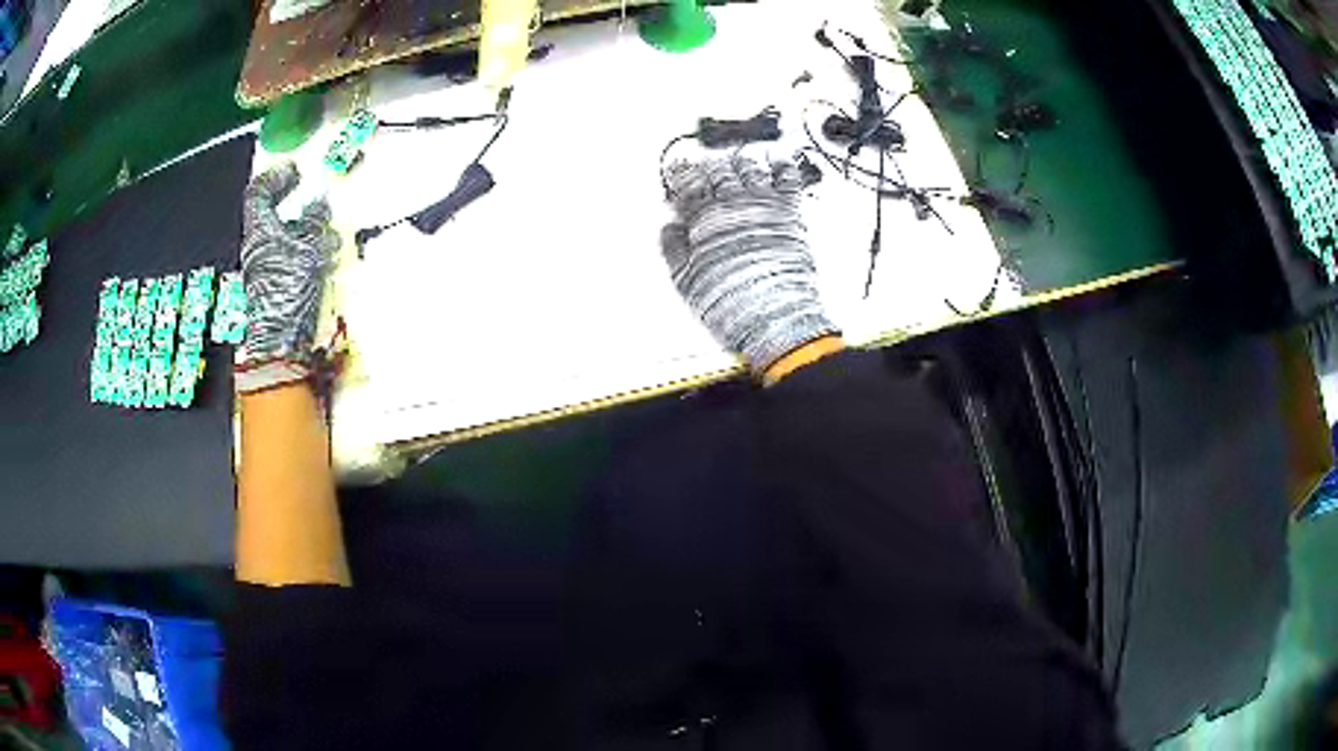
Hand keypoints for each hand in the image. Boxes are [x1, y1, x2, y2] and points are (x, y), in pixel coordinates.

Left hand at [235, 162, 340, 393]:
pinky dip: (304, 258)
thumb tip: (319, 201)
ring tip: (328, 240)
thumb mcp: (308, 250)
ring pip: (281, 244)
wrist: (277, 348)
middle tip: (315, 207)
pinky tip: (322, 265)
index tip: (295, 172)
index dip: (275, 178)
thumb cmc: (287, 292)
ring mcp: (262, 275)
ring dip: (304, 237)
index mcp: (259, 234)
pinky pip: (287, 265)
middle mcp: (255, 251)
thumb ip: (315, 224)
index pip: (258, 194)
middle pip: (271, 220)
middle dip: (294, 211)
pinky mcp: (272, 295)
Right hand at [661, 156, 838, 374]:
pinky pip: (787, 177)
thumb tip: (669, 228)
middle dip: (710, 168)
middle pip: (718, 171)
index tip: (678, 172)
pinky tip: (777, 158)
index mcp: (705, 217)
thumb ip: (674, 249)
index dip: (681, 175)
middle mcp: (733, 204)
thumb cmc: (727, 300)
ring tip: (737, 162)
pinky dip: (782, 165)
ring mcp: (763, 204)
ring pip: (749, 168)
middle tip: (707, 169)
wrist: (771, 314)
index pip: (688, 184)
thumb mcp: (685, 280)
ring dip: (741, 162)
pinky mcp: (789, 211)